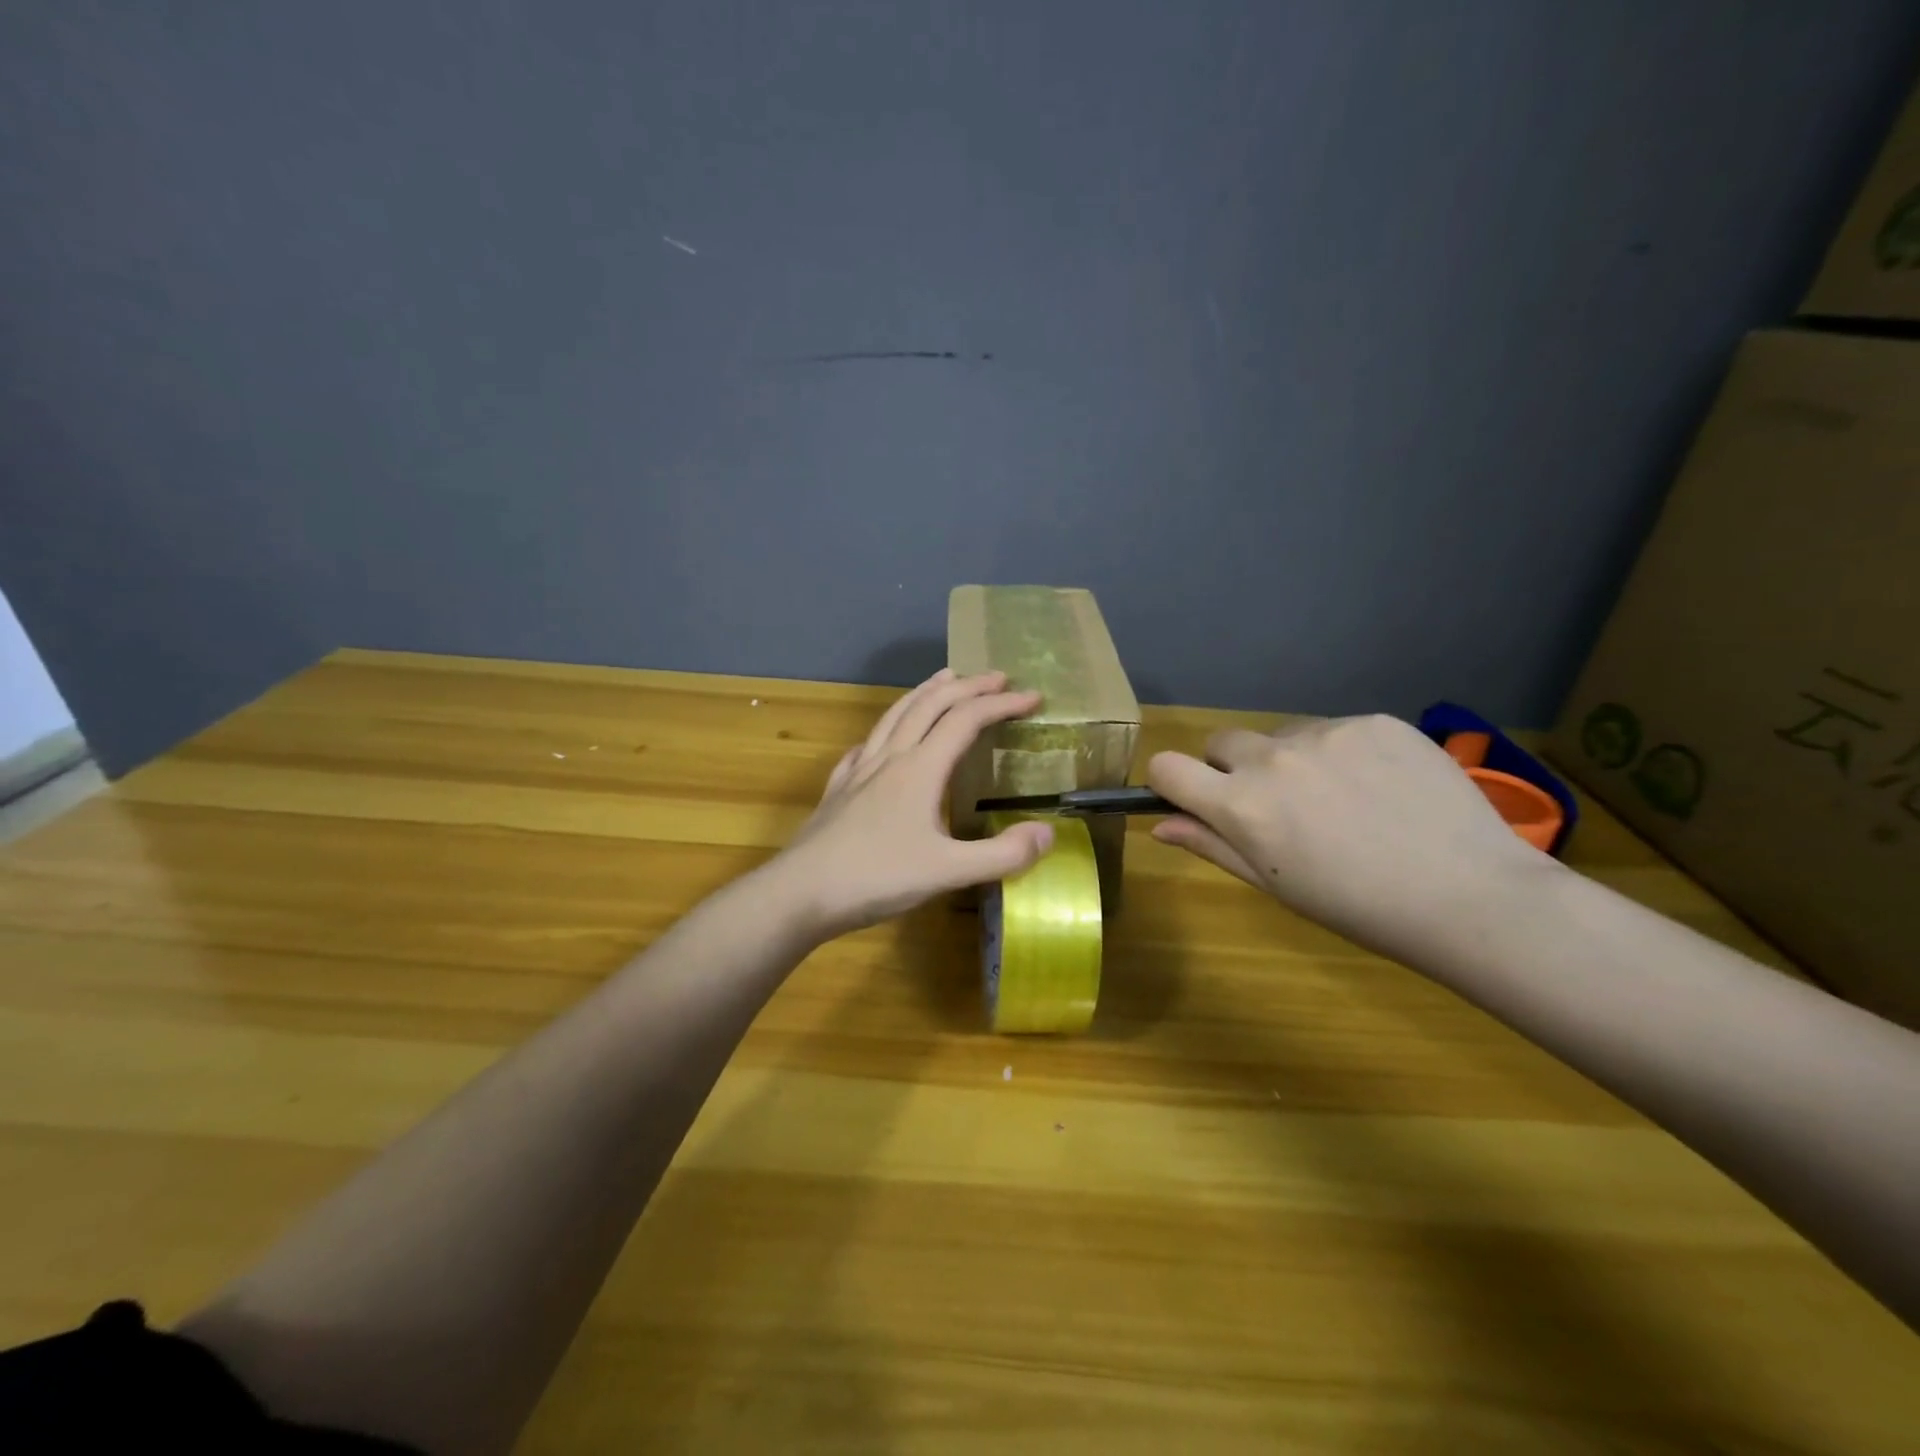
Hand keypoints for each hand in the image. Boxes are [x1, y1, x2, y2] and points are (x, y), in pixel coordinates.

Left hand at [767, 669, 1056, 940]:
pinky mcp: (838, 789)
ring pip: (894, 716)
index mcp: (920, 769)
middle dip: (967, 687)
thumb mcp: (948, 872)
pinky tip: (880, 740)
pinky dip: (884, 730)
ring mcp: (859, 770)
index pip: (966, 720)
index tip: (1033, 697)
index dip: (1001, 704)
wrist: (800, 893)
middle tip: (997, 677)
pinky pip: (865, 745)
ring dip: (924, 692)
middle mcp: (890, 758)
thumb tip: (1047, 833)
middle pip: (930, 706)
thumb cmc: (876, 878)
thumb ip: (1001, 855)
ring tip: (943, 679)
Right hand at [1146, 714, 1550, 960]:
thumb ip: (1212, 845)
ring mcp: (1326, 733)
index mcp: (1242, 805)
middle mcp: (1273, 759)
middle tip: (1277, 807)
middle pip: (1221, 742)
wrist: (1470, 895)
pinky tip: (1380, 788)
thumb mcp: (1275, 885)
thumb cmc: (1358, 906)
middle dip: (1233, 769)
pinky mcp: (1374, 721)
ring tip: (1341, 800)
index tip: (1194, 799)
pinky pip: (1335, 729)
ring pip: (1282, 735)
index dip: (1172, 782)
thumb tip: (1161, 825)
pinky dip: (1342, 753)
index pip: (1167, 766)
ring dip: (1290, 760)